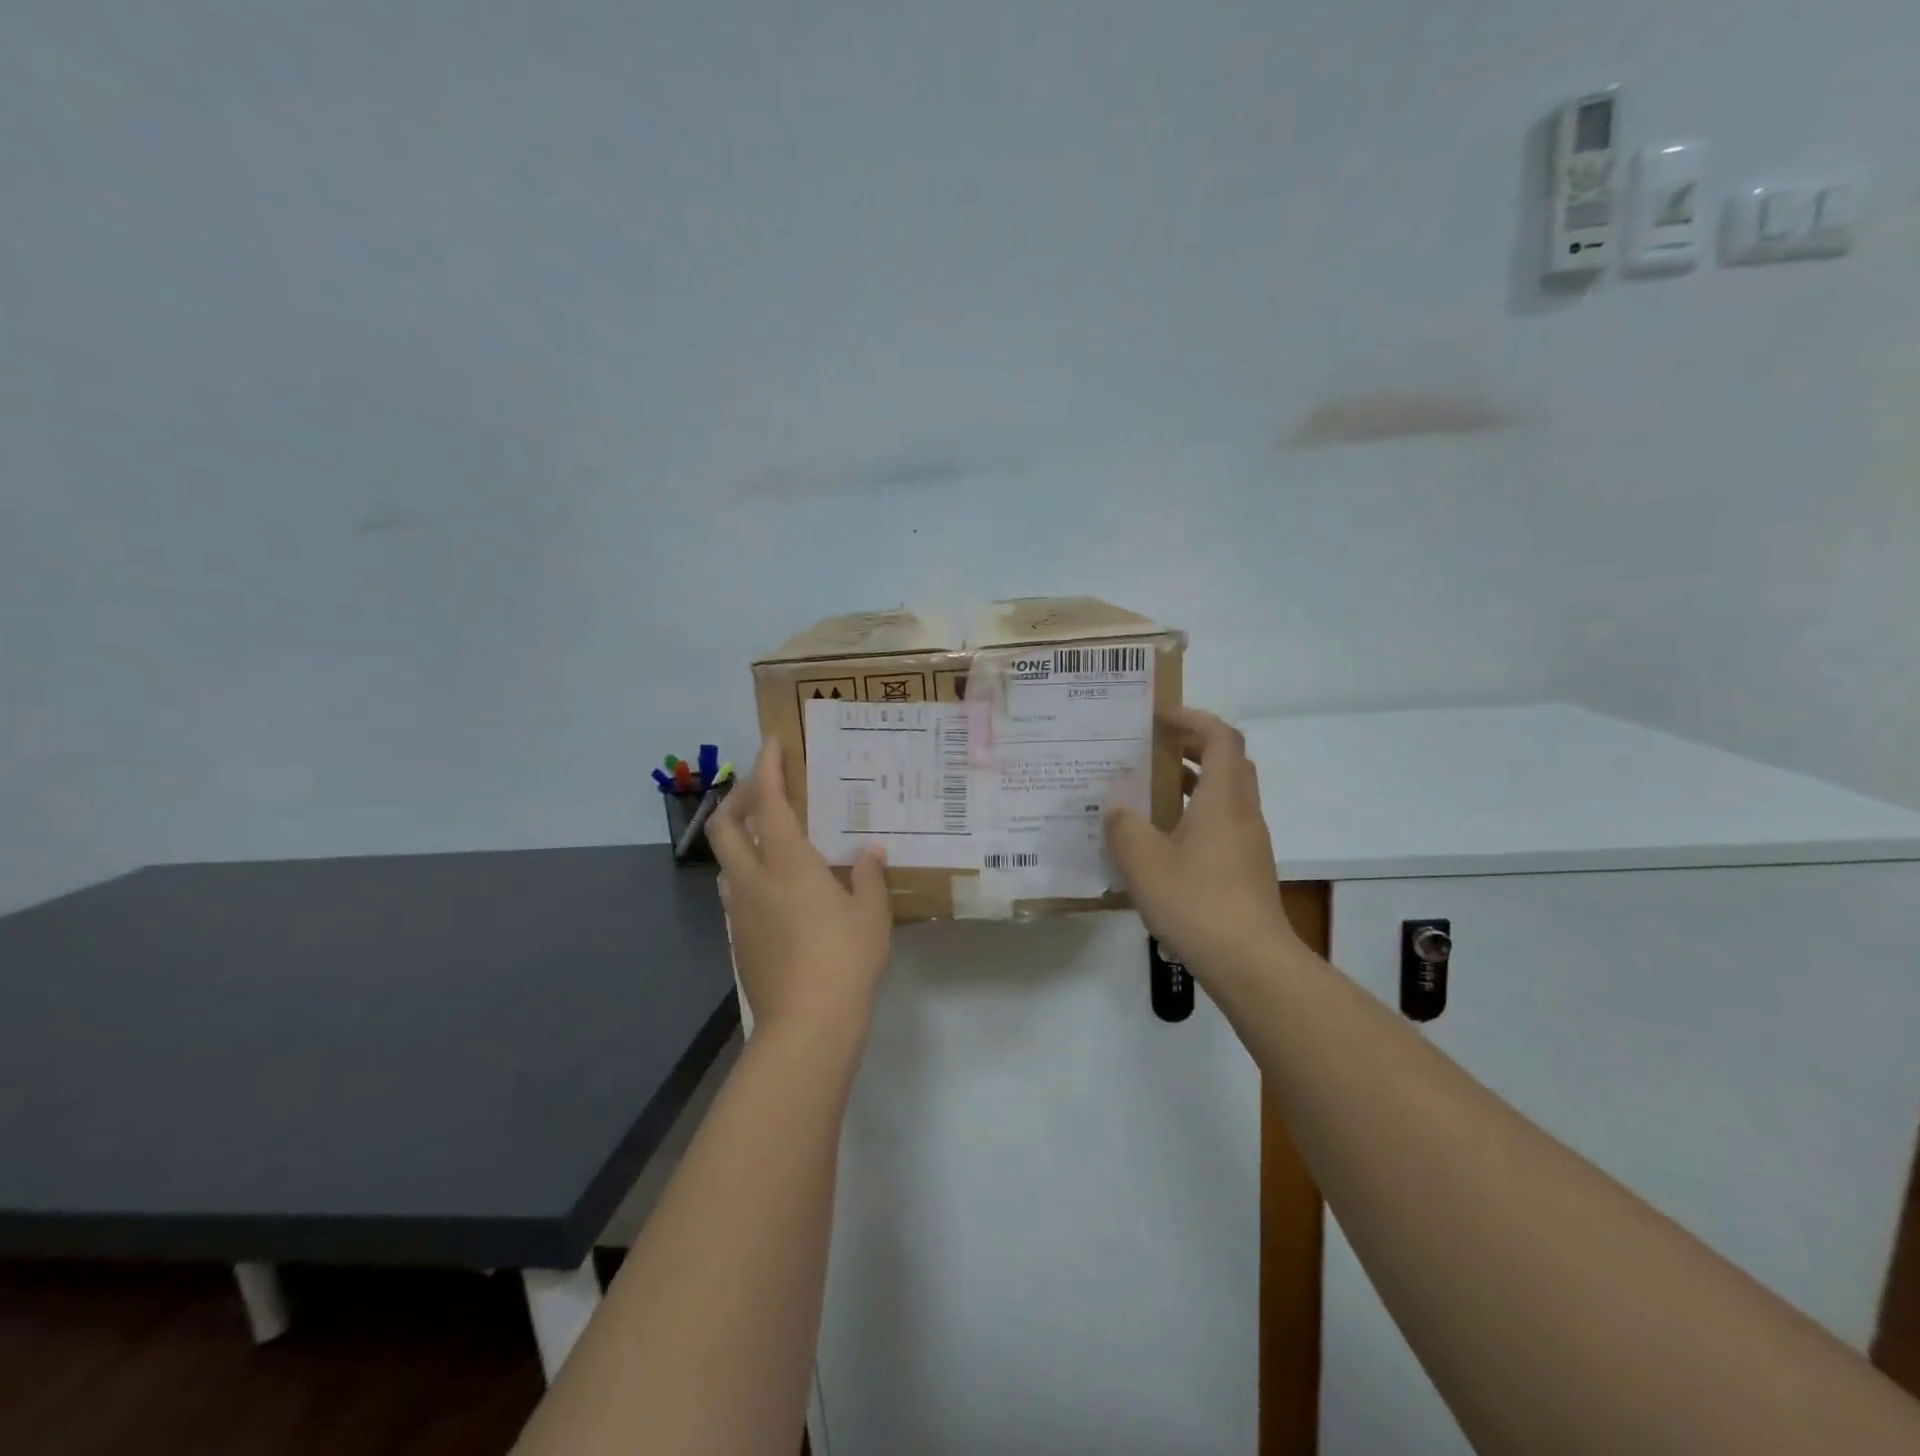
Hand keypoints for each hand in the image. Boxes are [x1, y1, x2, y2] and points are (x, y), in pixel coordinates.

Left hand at [708, 737, 892, 1043]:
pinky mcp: (739, 939)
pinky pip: (735, 892)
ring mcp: (741, 912)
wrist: (806, 1024)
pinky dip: (747, 874)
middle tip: (760, 789)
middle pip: (725, 827)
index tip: (771, 743)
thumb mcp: (871, 913)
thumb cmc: (845, 958)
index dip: (767, 767)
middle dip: (736, 798)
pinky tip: (774, 889)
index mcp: (788, 862)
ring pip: (726, 861)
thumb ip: (868, 876)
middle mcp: (754, 879)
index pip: (768, 801)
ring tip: (768, 838)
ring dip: (738, 838)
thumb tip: (869, 852)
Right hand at [1105, 707, 1302, 981]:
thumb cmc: (1197, 902)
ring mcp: (1249, 844)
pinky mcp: (1245, 871)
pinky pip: (1222, 826)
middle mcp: (1243, 814)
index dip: (1192, 718)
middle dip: (1192, 747)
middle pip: (1229, 762)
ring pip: (1226, 796)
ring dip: (1193, 784)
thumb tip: (1116, 806)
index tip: (1158, 717)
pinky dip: (1195, 817)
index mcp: (1224, 799)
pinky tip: (1162, 842)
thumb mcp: (1143, 860)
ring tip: (1150, 792)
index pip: (1220, 737)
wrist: (1251, 963)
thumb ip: (1124, 825)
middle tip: (1153, 750)